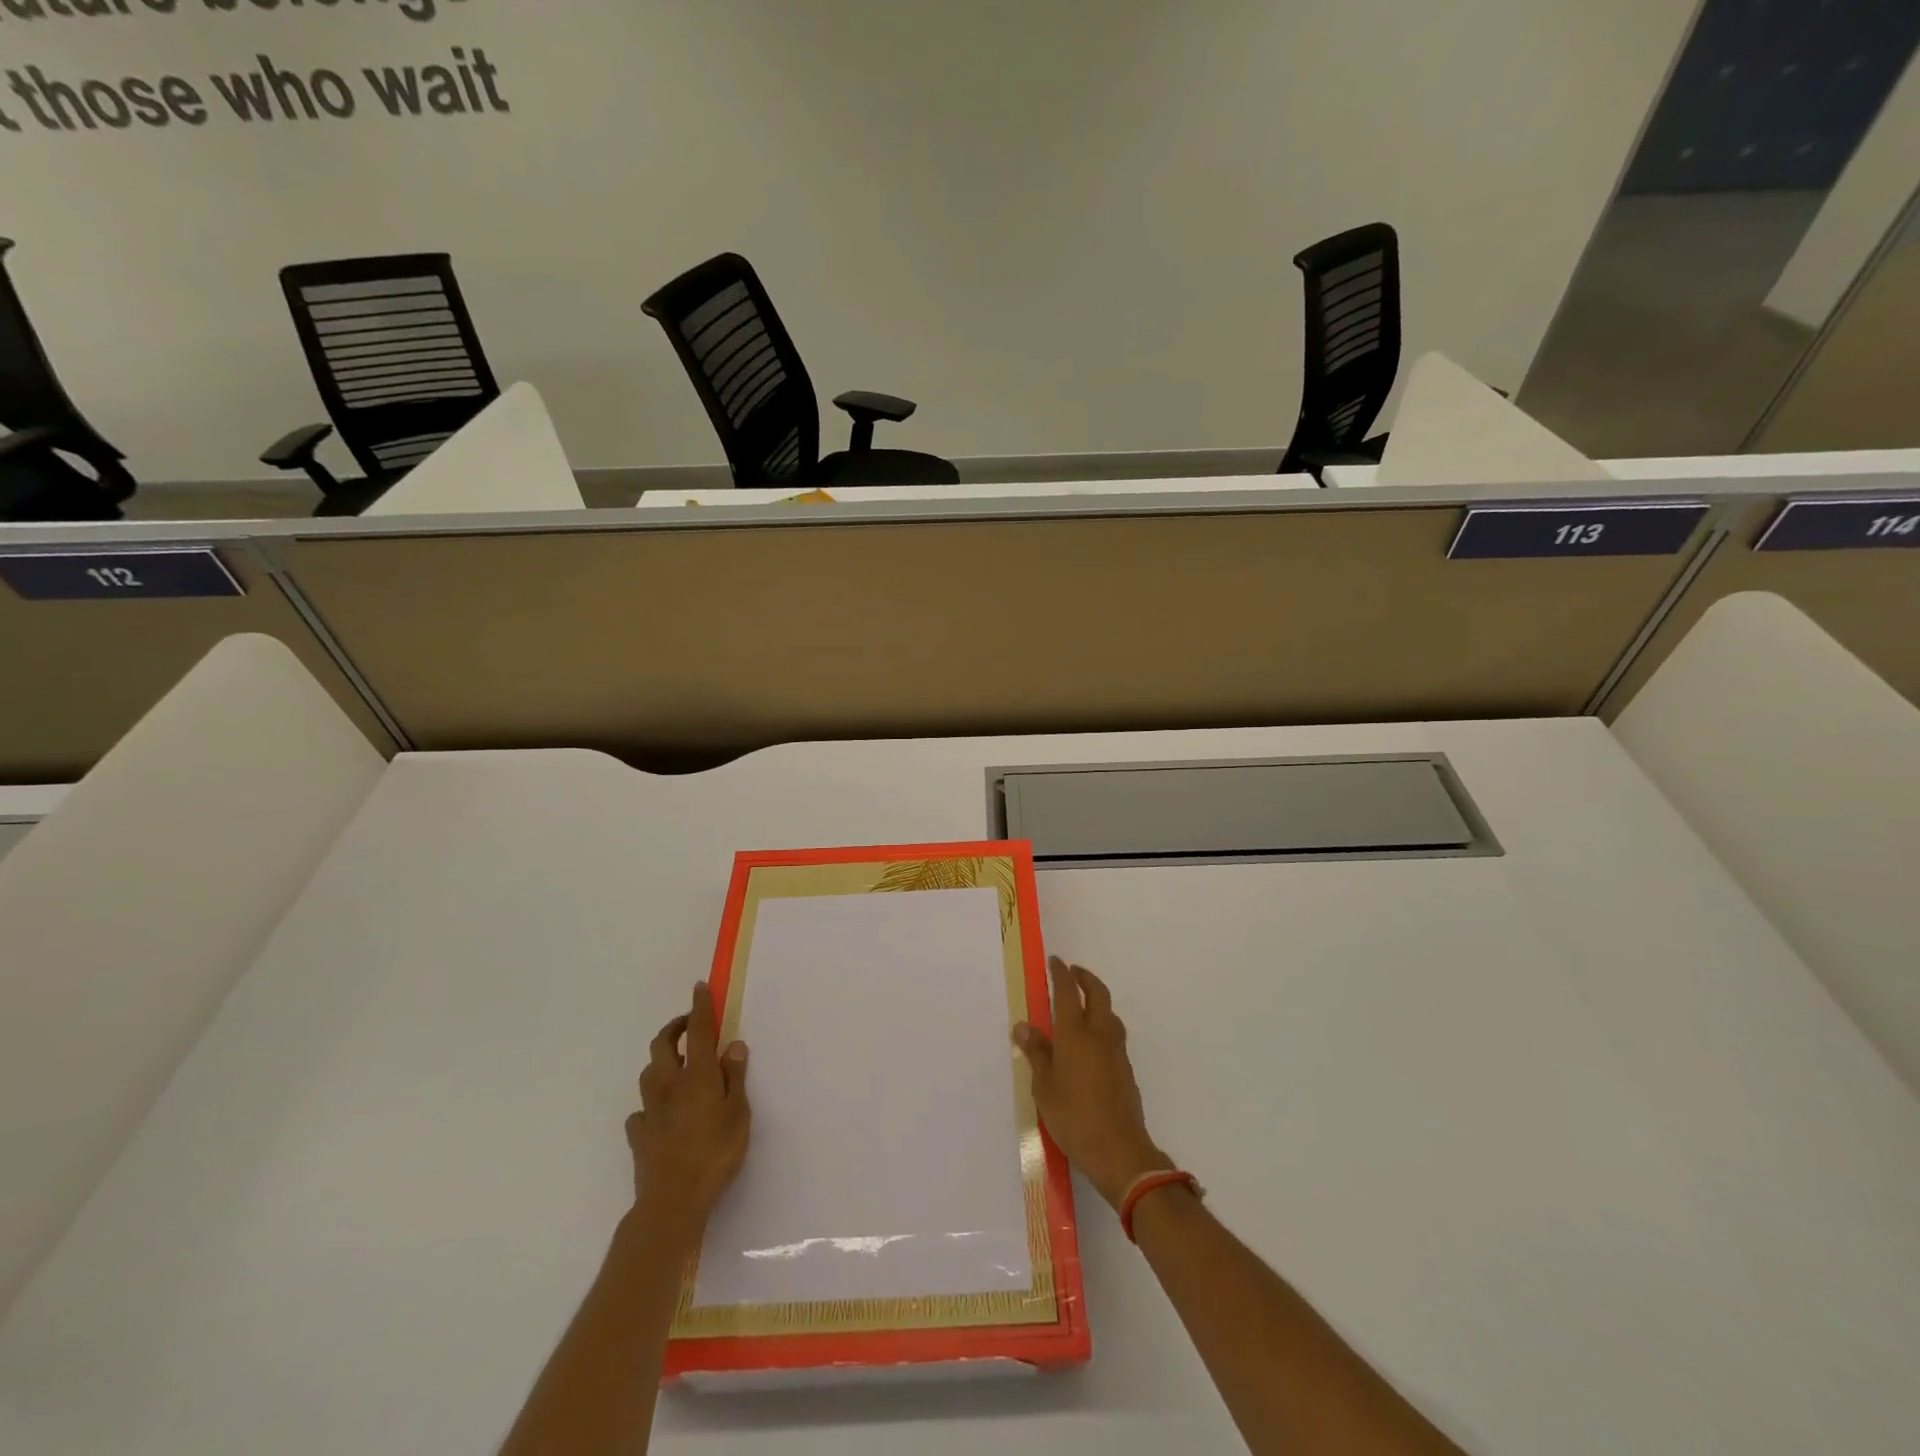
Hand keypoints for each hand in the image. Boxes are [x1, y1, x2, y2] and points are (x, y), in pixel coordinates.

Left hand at [625, 981, 750, 1227]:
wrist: (672, 1201)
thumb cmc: (715, 1153)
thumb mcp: (739, 1113)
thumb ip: (735, 1077)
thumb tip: (733, 1044)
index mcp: (697, 1075)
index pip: (698, 1031)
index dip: (699, 1006)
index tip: (699, 987)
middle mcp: (669, 1084)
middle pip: (662, 1045)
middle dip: (674, 1028)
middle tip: (689, 1025)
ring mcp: (650, 1110)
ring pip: (648, 1073)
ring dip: (661, 1062)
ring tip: (677, 1067)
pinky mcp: (638, 1135)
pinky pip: (640, 1111)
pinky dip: (650, 1104)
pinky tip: (659, 1114)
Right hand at [1014, 955, 1172, 1210]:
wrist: (1118, 1150)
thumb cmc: (1073, 1116)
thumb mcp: (1044, 1087)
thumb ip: (1036, 1053)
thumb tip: (1023, 1026)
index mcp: (1075, 1033)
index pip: (1068, 991)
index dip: (1061, 973)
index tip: (1055, 961)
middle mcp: (1099, 1034)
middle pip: (1097, 993)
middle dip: (1085, 978)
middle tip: (1072, 973)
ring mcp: (1116, 1051)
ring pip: (1109, 1012)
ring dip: (1097, 1000)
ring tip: (1081, 1006)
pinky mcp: (1125, 1068)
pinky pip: (1113, 1033)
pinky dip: (1102, 1024)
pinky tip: (1092, 1041)